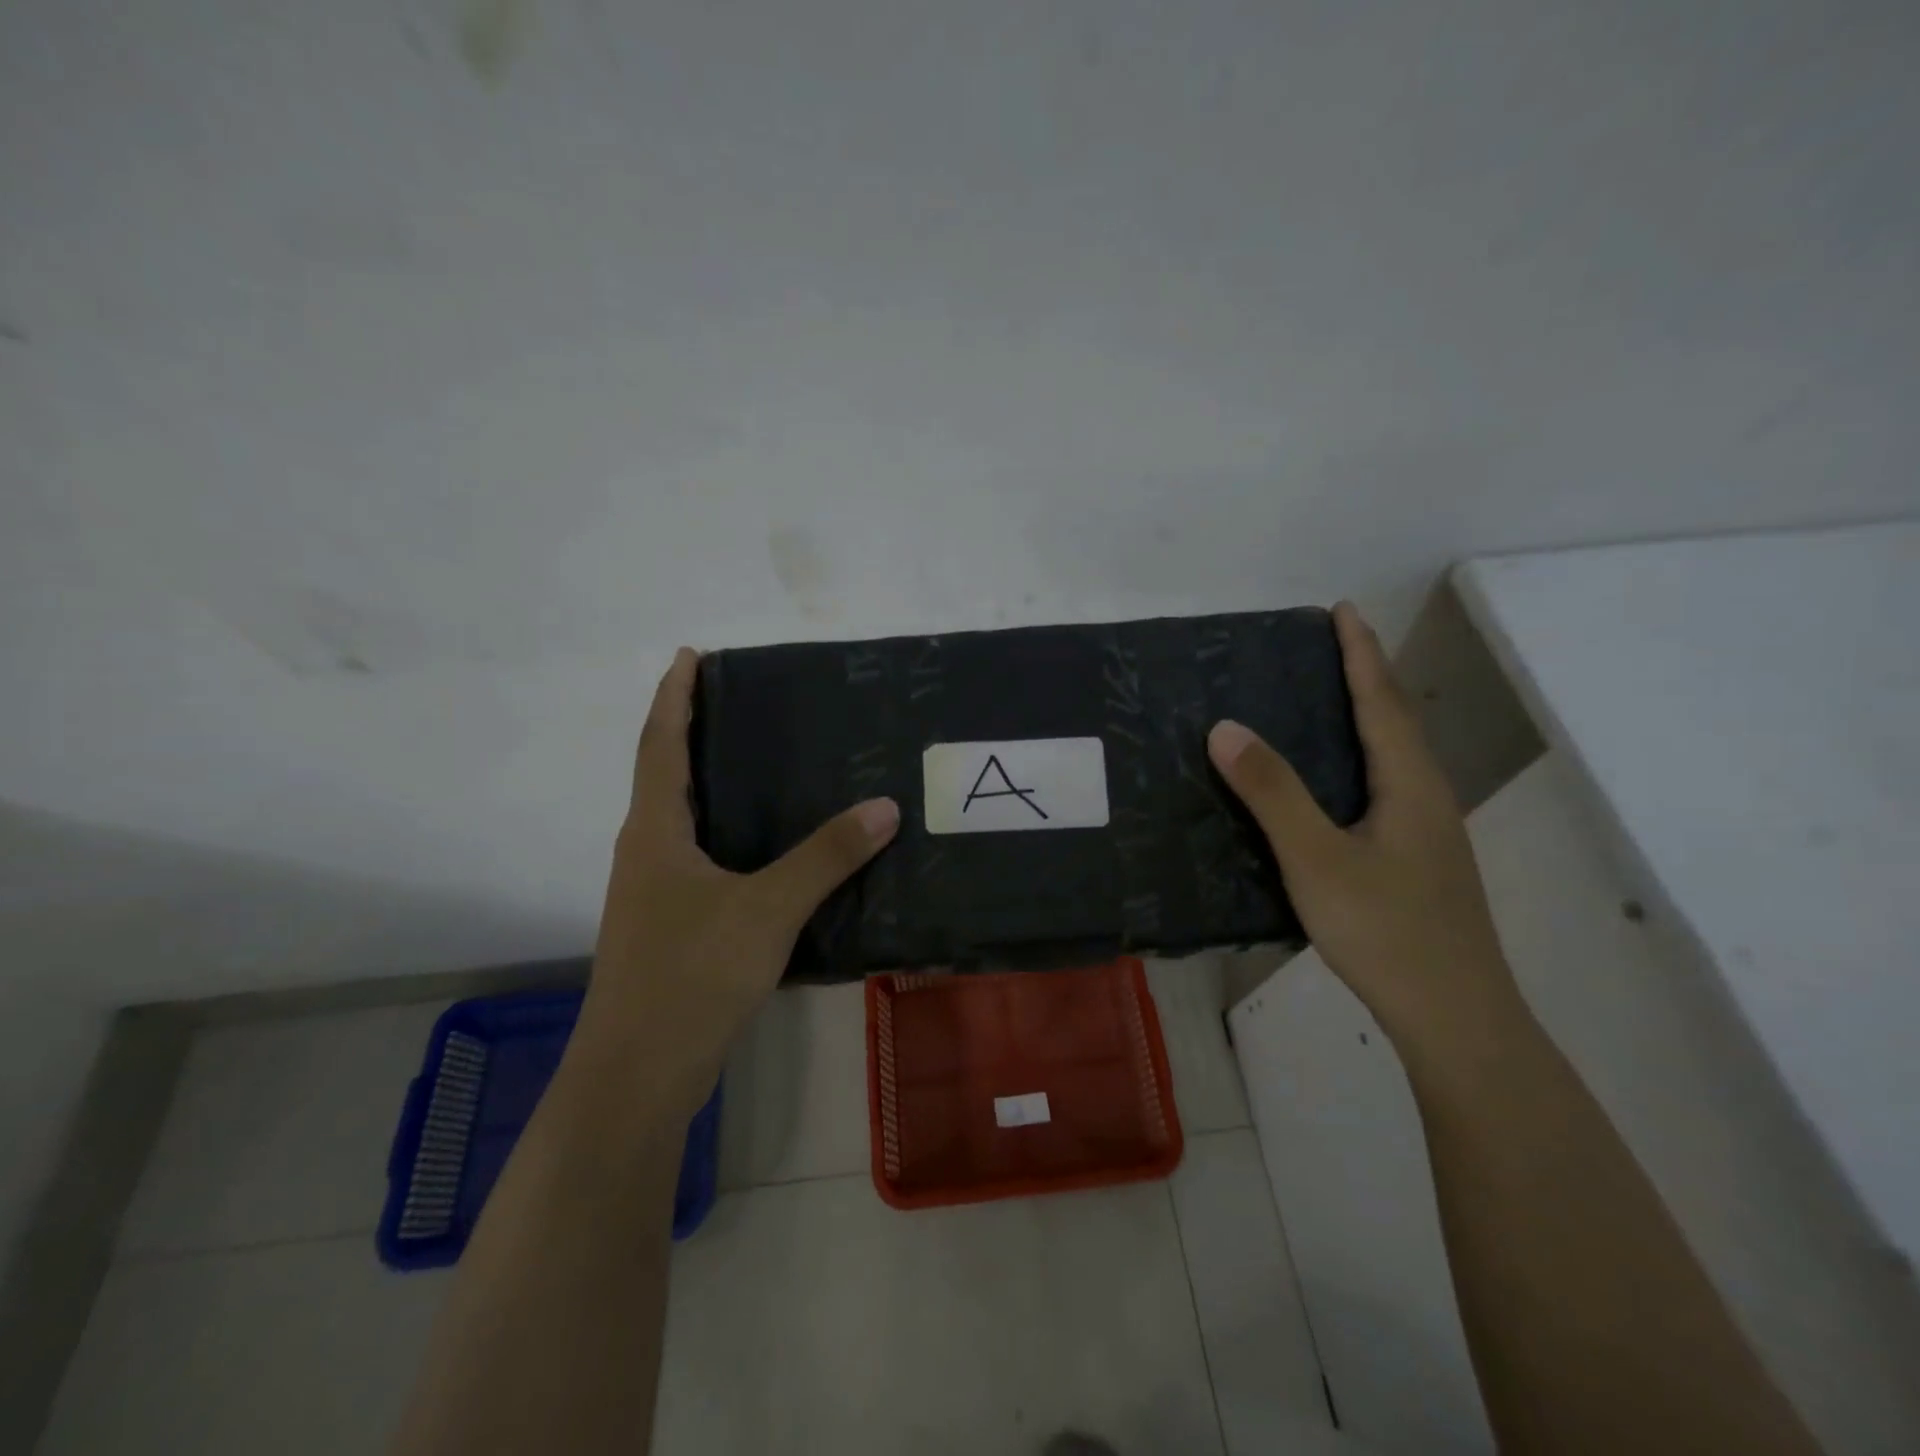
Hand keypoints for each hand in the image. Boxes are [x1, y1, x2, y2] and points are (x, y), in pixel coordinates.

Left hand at [571, 648, 899, 1122]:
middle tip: (739, 702)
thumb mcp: (768, 909)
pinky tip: (764, 846)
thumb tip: (884, 805)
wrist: (639, 1075)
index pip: (661, 744)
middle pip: (664, 774)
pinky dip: (725, 832)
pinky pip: (698, 857)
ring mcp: (654, 893)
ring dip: (708, 782)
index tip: (689, 655)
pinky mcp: (670, 926)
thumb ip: (827, 856)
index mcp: (655, 831)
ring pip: (680, 819)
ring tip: (757, 762)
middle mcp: (646, 852)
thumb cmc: (692, 975)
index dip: (674, 696)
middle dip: (691, 731)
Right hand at [1207, 603, 1522, 1058]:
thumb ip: (1272, 792)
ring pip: (1391, 759)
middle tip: (1323, 649)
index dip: (1360, 653)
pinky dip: (1356, 762)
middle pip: (1394, 722)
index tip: (1341, 610)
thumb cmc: (1387, 930)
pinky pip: (1382, 789)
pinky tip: (1329, 785)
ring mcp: (1426, 833)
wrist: (1454, 1017)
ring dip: (1362, 719)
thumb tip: (1225, 727)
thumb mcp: (1316, 858)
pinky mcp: (1415, 861)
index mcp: (1410, 784)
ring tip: (1320, 703)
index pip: (1382, 701)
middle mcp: (1425, 798)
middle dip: (1363, 677)